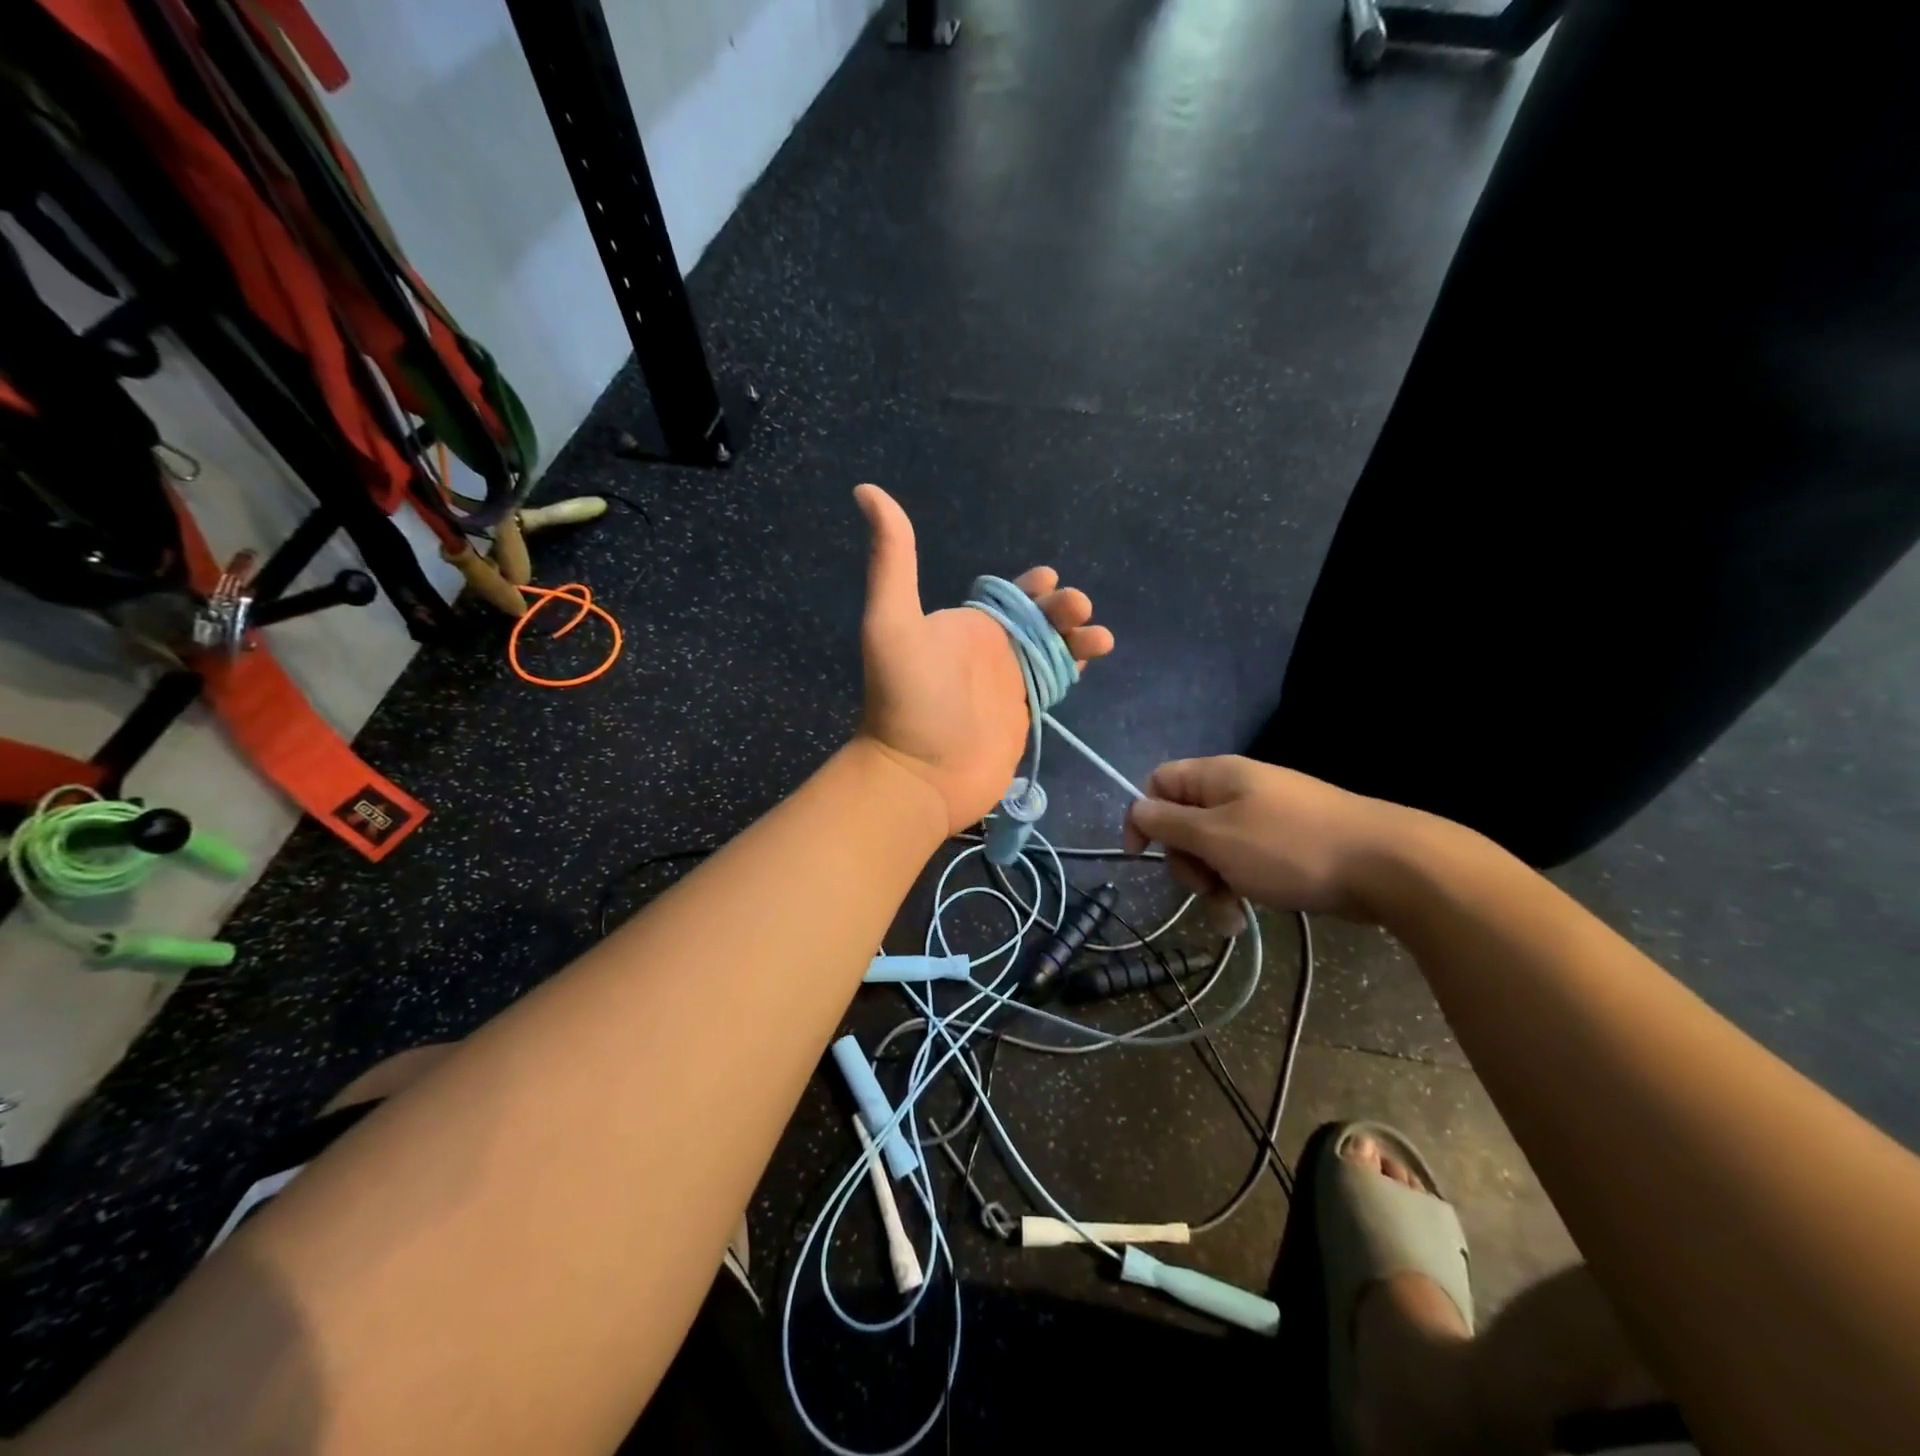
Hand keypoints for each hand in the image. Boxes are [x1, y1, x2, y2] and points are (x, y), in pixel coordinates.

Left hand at [853, 484, 1113, 833]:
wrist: (919, 774)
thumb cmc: (907, 698)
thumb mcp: (891, 621)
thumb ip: (892, 559)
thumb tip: (867, 491)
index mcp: (965, 625)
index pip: (1006, 596)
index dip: (1031, 585)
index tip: (1049, 579)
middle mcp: (989, 651)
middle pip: (1038, 619)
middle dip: (1061, 608)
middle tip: (1075, 609)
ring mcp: (1008, 684)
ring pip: (1053, 648)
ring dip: (1077, 636)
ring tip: (1097, 636)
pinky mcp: (1024, 715)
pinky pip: (1056, 681)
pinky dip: (1076, 667)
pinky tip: (1092, 658)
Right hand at [1122, 755, 1415, 922]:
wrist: (1386, 866)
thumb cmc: (1289, 847)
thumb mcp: (1216, 836)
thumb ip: (1168, 823)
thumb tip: (1137, 810)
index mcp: (1218, 776)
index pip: (1159, 783)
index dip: (1144, 817)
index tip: (1141, 856)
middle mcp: (1238, 791)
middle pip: (1186, 822)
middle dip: (1186, 860)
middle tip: (1203, 886)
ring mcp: (1266, 819)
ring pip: (1215, 849)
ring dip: (1212, 884)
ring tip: (1229, 917)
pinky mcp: (1288, 846)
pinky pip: (1246, 863)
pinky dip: (1240, 888)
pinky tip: (1246, 918)